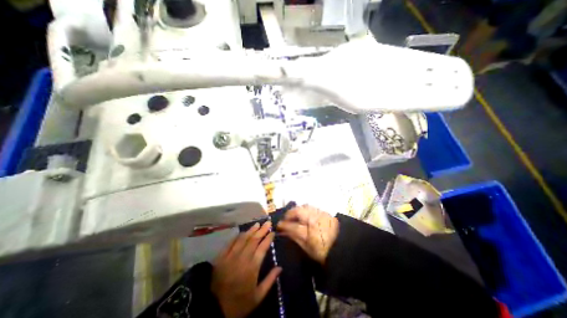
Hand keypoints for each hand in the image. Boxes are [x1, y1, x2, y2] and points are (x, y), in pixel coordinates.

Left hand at [212, 221, 281, 317]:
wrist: (214, 310)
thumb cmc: (239, 303)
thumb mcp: (258, 296)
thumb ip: (270, 280)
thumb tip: (280, 267)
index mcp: (252, 267)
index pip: (263, 247)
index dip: (268, 238)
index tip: (272, 232)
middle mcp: (242, 258)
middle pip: (254, 240)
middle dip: (262, 230)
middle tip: (267, 222)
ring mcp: (231, 256)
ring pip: (243, 239)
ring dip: (251, 230)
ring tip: (257, 224)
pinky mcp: (221, 257)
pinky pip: (230, 243)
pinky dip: (237, 236)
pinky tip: (242, 232)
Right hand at [277, 205, 338, 264]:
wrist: (344, 246)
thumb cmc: (324, 252)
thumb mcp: (308, 250)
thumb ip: (295, 239)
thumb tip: (284, 232)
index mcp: (310, 233)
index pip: (292, 226)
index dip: (283, 225)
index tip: (278, 226)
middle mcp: (314, 220)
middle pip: (298, 211)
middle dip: (289, 213)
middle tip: (285, 218)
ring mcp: (320, 214)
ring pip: (304, 206)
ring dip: (296, 209)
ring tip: (293, 214)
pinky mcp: (324, 211)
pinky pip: (311, 207)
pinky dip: (304, 208)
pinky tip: (303, 213)